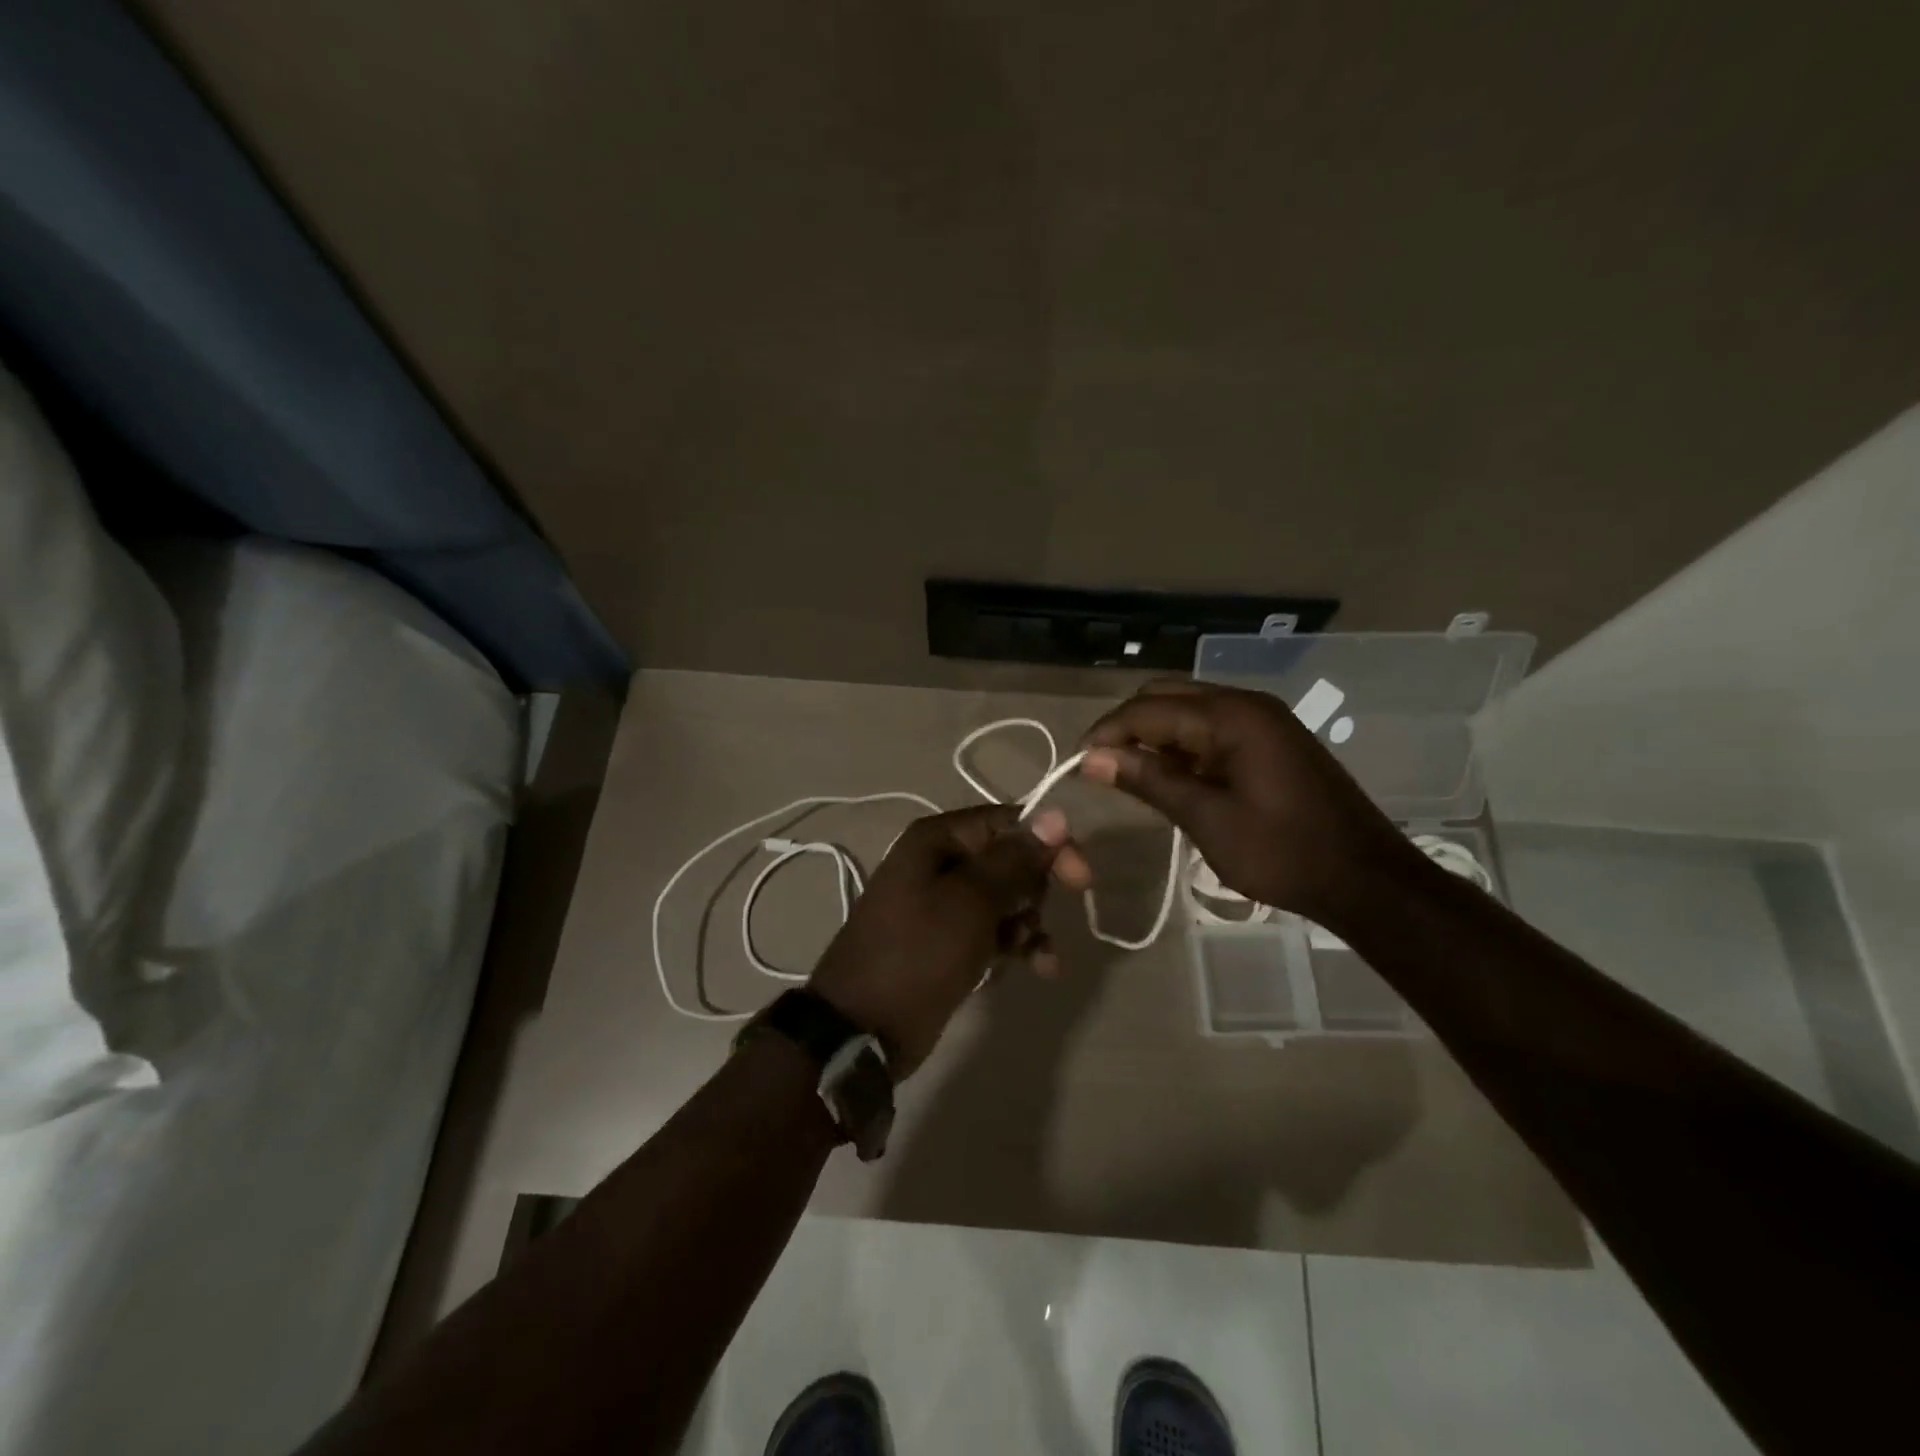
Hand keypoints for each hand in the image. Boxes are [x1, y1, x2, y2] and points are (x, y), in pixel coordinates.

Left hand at [808, 805, 1090, 1077]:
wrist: (862, 1027)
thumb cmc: (917, 952)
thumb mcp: (970, 902)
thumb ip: (1015, 859)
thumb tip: (1056, 814)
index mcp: (938, 839)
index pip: (1008, 822)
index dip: (1048, 845)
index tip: (1080, 880)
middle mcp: (940, 862)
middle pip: (1009, 860)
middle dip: (1035, 890)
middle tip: (1041, 920)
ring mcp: (943, 903)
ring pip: (1006, 899)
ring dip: (1030, 924)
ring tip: (1037, 956)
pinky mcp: (948, 940)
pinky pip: (994, 930)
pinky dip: (1017, 945)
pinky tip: (1036, 968)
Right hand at [1078, 680, 1421, 927]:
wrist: (1366, 879)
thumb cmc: (1283, 852)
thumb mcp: (1207, 819)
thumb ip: (1149, 780)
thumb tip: (1092, 759)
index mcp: (1232, 716)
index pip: (1149, 709)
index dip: (1107, 733)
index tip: (1077, 764)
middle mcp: (1246, 704)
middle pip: (1168, 696)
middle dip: (1128, 727)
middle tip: (1101, 767)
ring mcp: (1263, 720)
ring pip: (1189, 710)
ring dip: (1155, 735)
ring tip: (1129, 774)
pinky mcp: (1271, 739)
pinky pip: (1212, 728)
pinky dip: (1183, 745)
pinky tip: (1170, 775)